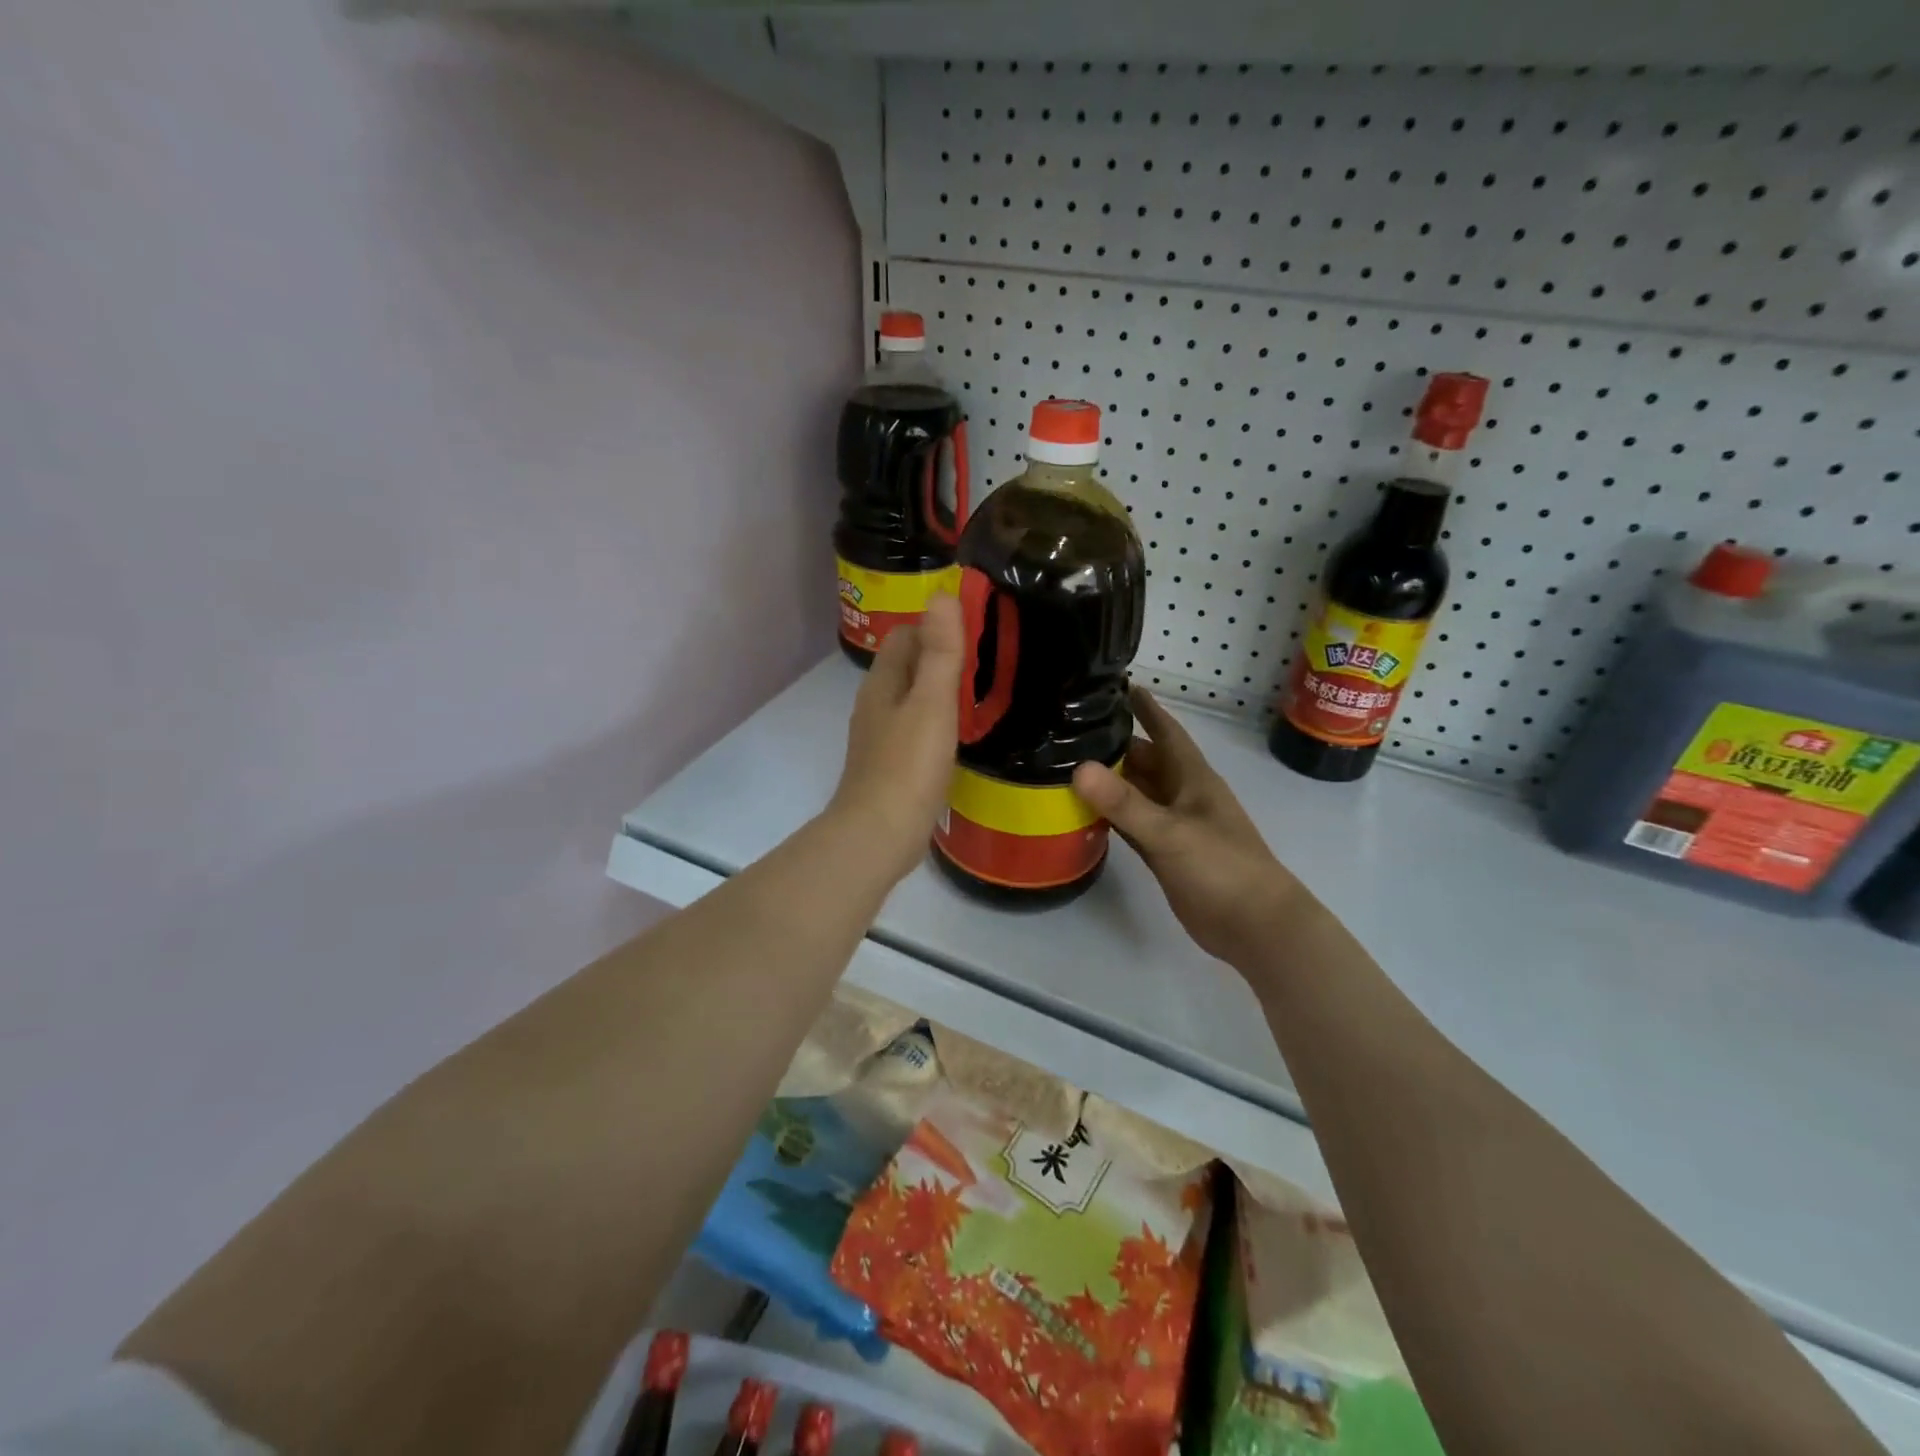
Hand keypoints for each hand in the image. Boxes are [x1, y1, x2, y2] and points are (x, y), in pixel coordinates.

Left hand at [827, 594, 964, 883]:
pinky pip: (916, 729)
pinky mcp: (892, 766)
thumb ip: (940, 652)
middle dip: (941, 656)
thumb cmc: (908, 765)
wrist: (880, 834)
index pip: (906, 635)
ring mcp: (881, 737)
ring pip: (912, 699)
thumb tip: (942, 594)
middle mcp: (876, 704)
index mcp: (883, 683)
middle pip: (908, 665)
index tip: (977, 629)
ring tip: (980, 693)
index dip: (936, 625)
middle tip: (988, 660)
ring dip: (940, 691)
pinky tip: (959, 735)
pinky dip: (937, 722)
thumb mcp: (932, 703)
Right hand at [1073, 686, 1313, 970]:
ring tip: (1067, 763)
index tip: (1118, 684)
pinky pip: (1132, 824)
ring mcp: (1174, 825)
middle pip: (1144, 760)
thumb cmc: (1222, 868)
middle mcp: (1181, 795)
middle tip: (1071, 729)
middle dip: (1115, 744)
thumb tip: (1079, 768)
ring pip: (1136, 793)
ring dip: (1109, 780)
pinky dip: (1110, 815)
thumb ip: (1125, 803)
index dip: (1146, 708)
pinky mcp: (1165, 853)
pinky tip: (1083, 811)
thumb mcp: (1171, 832)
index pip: (1166, 731)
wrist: (1254, 926)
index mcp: (1192, 778)